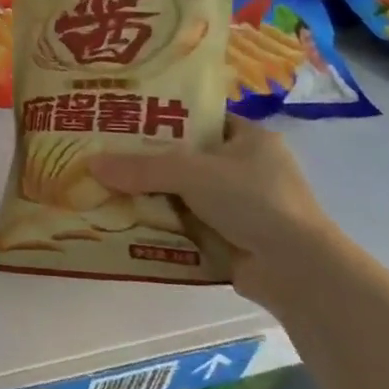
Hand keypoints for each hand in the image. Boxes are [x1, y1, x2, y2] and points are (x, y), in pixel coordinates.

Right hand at [87, 117, 337, 307]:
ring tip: (101, 187)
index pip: (199, 118)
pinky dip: (159, 223)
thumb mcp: (192, 173)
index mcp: (249, 139)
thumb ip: (141, 167)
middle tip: (101, 154)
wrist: (298, 271)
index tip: (121, 118)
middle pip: (183, 157)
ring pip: (180, 193)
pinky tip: (122, 220)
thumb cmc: (254, 202)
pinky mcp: (229, 237)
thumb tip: (90, 163)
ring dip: (148, 195)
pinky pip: (183, 223)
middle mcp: (245, 168)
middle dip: (145, 160)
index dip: (162, 116)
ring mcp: (238, 206)